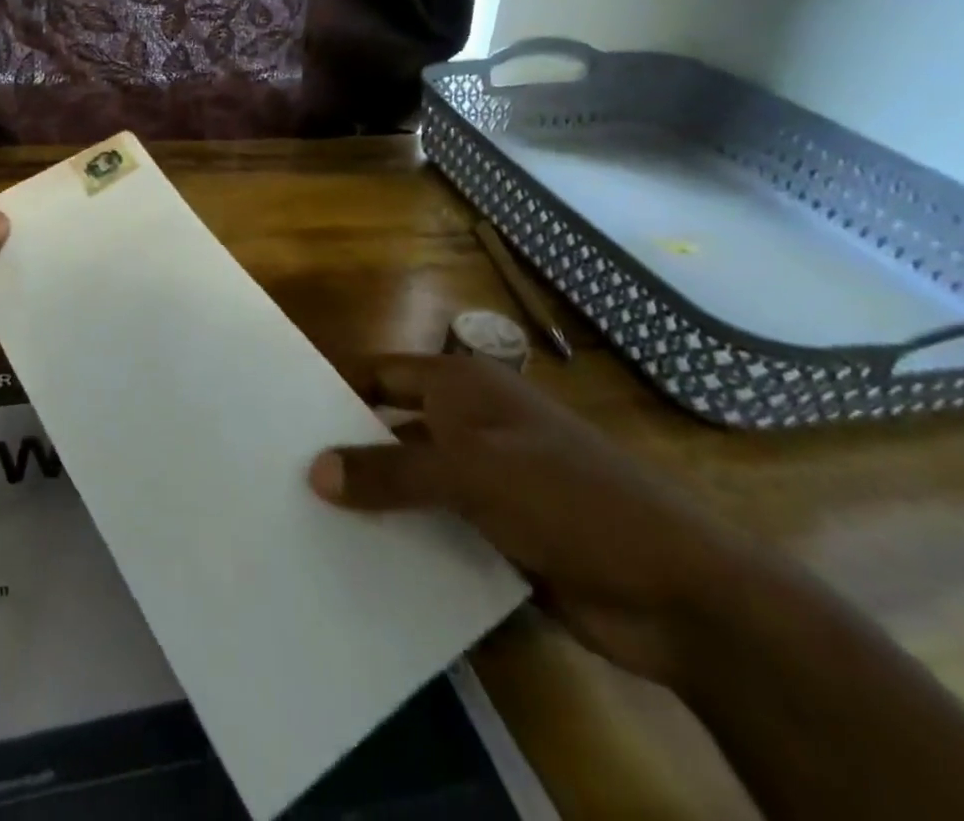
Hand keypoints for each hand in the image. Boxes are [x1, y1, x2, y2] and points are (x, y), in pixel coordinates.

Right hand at [309, 353, 761, 688]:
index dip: (338, 390)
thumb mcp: (471, 475)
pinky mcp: (503, 532)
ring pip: (415, 483)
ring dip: (377, 503)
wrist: (677, 589)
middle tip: (287, 478)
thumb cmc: (565, 497)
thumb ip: (390, 472)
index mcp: (463, 387)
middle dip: (349, 452)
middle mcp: (471, 425)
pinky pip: (440, 528)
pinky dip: (409, 540)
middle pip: (393, 428)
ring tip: (311, 525)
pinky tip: (367, 564)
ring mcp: (489, 480)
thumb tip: (314, 471)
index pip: (382, 374)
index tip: (286, 419)